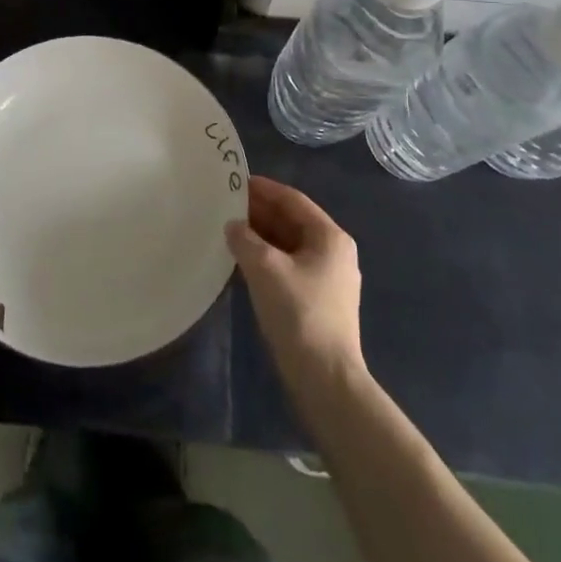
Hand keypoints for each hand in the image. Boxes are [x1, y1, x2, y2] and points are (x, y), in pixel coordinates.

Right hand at [227, 175, 364, 391]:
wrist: (325, 380)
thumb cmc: (299, 313)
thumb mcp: (265, 268)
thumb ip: (244, 239)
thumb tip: (233, 226)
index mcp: (330, 237)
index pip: (293, 200)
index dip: (264, 189)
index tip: (235, 181)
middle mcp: (334, 252)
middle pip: (292, 221)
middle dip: (260, 212)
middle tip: (226, 205)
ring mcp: (329, 279)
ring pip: (290, 245)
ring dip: (261, 236)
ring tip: (229, 230)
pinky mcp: (319, 302)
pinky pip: (289, 266)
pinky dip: (267, 258)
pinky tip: (244, 262)